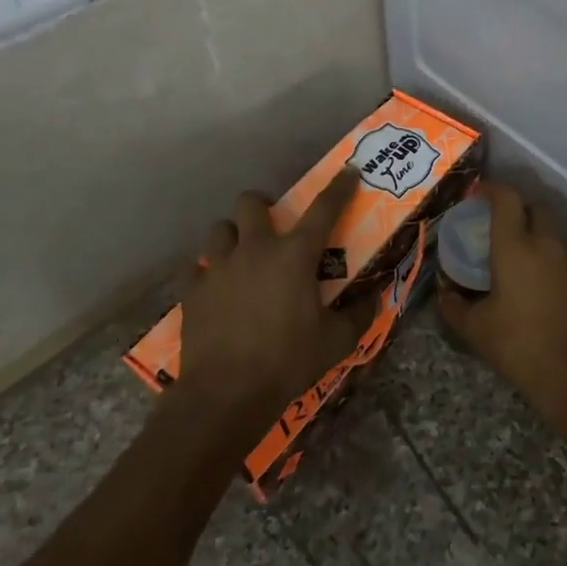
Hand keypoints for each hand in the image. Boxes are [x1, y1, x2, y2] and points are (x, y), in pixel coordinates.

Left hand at [172, 170, 369, 423]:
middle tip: (273, 225)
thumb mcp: (337, 341)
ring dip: (233, 235)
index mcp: (295, 255)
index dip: (339, 187)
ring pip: (219, 229)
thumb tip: (374, 298)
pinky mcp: (192, 291)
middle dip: (263, 205)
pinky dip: (206, 271)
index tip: (349, 172)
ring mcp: (218, 268)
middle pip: (251, 202)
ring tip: (242, 254)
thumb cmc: (288, 361)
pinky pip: (195, 267)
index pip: (324, 209)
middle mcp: (255, 249)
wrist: (226, 393)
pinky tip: (216, 287)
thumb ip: (358, 314)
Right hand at [437, 184, 566, 412]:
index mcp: (515, 247)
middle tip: (503, 230)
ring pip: (556, 235)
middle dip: (519, 211)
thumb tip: (444, 293)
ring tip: (526, 264)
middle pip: (536, 209)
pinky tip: (550, 290)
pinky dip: (558, 265)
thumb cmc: (519, 347)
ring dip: (540, 239)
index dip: (492, 189)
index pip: (506, 198)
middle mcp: (548, 244)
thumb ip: (454, 305)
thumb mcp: (475, 329)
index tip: (479, 194)